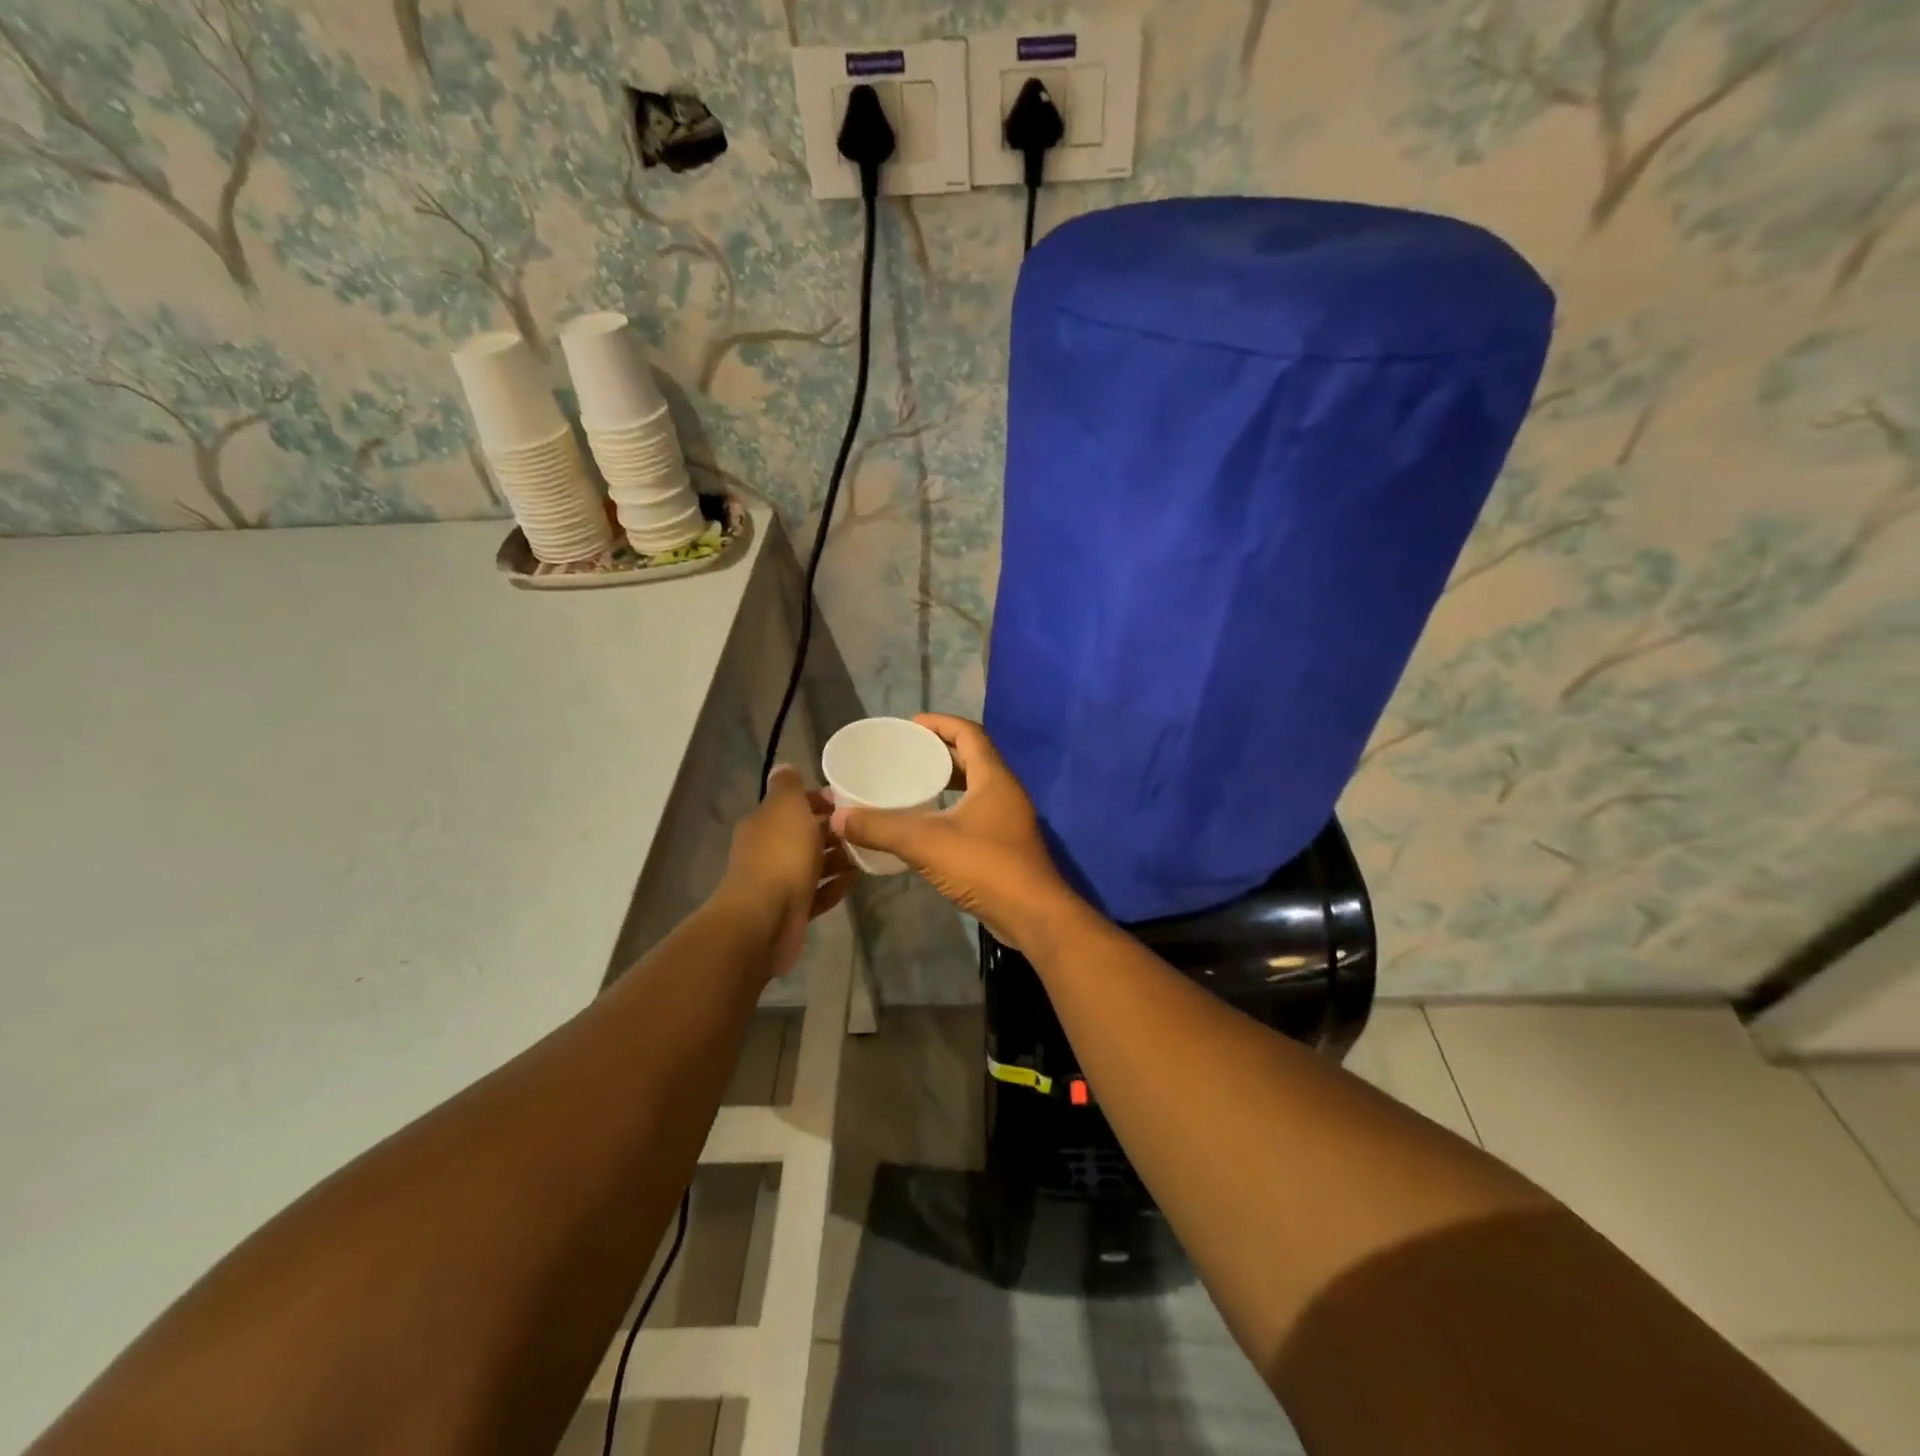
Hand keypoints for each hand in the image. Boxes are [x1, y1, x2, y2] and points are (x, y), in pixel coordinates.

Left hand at [717, 764, 853, 977]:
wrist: (765, 918)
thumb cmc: (780, 855)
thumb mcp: (786, 806)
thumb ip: (788, 785)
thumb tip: (785, 767)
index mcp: (764, 823)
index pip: (793, 804)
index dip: (819, 800)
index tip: (849, 801)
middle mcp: (767, 850)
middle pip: (804, 835)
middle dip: (833, 831)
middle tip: (865, 829)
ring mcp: (778, 882)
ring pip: (812, 865)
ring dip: (837, 860)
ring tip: (866, 855)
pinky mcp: (791, 910)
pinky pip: (817, 893)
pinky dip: (834, 887)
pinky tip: (854, 882)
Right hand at [830, 714, 1082, 953]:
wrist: (1032, 915)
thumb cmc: (984, 866)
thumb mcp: (926, 842)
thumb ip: (881, 828)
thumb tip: (839, 818)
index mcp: (993, 777)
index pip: (968, 733)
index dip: (940, 723)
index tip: (910, 725)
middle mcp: (1005, 791)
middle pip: (972, 758)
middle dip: (939, 753)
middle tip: (906, 756)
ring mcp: (1009, 819)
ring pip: (975, 788)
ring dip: (946, 783)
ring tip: (912, 786)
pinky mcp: (1006, 845)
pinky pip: (976, 813)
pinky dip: (952, 809)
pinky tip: (927, 825)